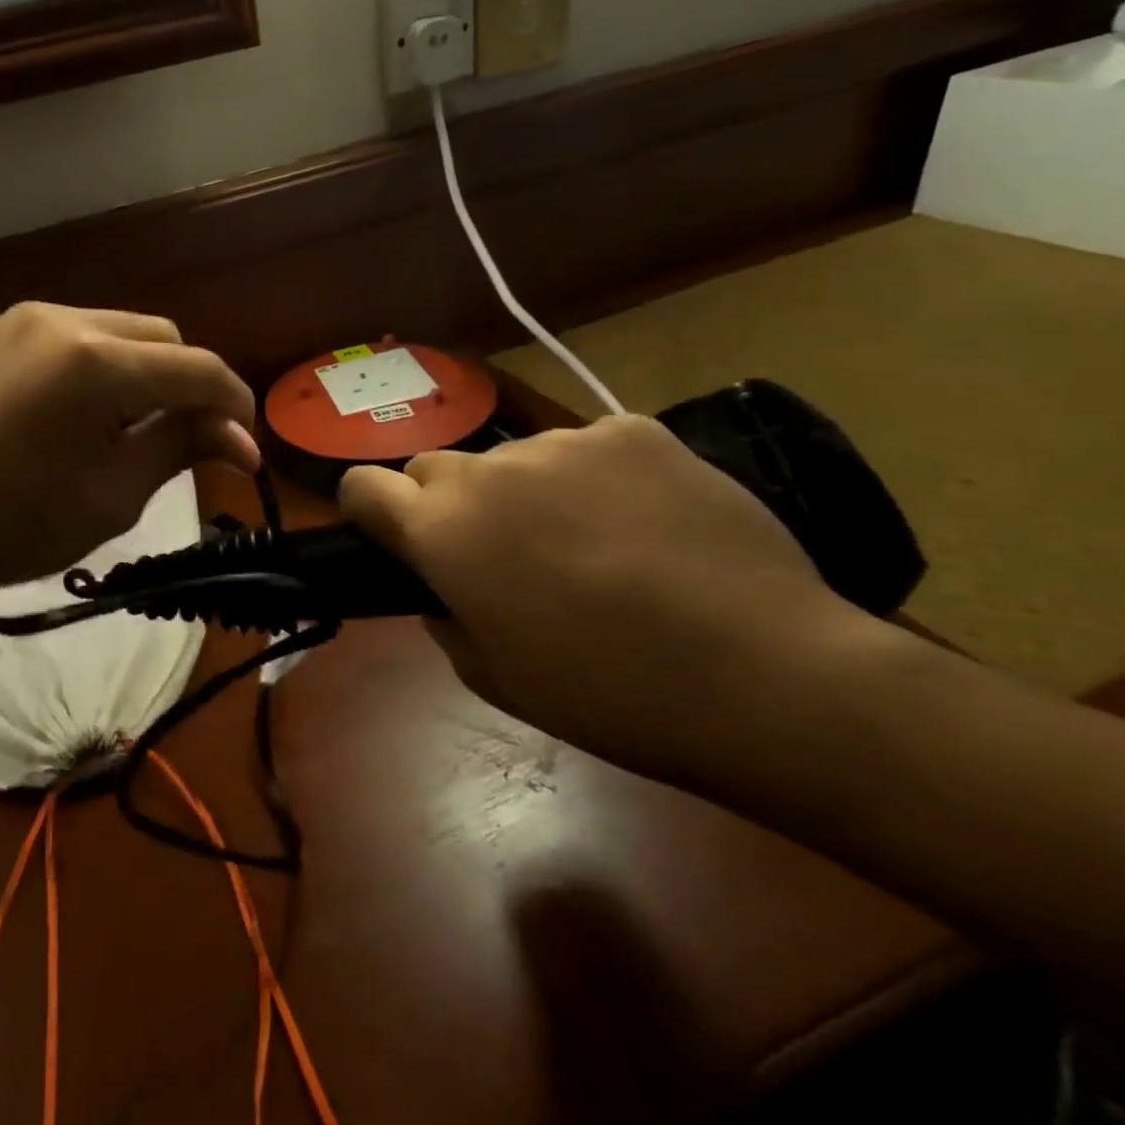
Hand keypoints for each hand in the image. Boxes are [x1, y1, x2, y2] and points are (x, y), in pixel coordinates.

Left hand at [0, 304, 258, 619]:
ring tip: (122, 429)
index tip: (245, 447)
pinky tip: (65, 417)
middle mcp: (60, 319)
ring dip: (136, 373)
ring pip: (108, 331)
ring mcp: (13, 322)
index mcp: (98, 360)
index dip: (234, 405)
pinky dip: (84, 370)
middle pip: (158, 336)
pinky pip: (56, 341)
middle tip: (183, 439)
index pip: (197, 368)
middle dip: (184, 384)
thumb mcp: (114, 496)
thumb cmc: (14, 526)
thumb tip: (239, 438)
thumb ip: (182, 447)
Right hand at [340, 415, 863, 779]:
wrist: (764, 675)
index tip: (395, 538)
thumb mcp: (494, 677)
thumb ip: (446, 616)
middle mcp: (487, 470)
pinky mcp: (632, 430)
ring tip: (592, 544)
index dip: (368, 510)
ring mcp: (563, 442)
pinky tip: (645, 522)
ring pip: (515, 458)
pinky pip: (588, 448)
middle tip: (501, 555)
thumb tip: (447, 584)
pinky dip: (596, 478)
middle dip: (448, 504)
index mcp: (441, 530)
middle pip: (435, 467)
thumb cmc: (608, 694)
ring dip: (527, 491)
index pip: (360, 485)